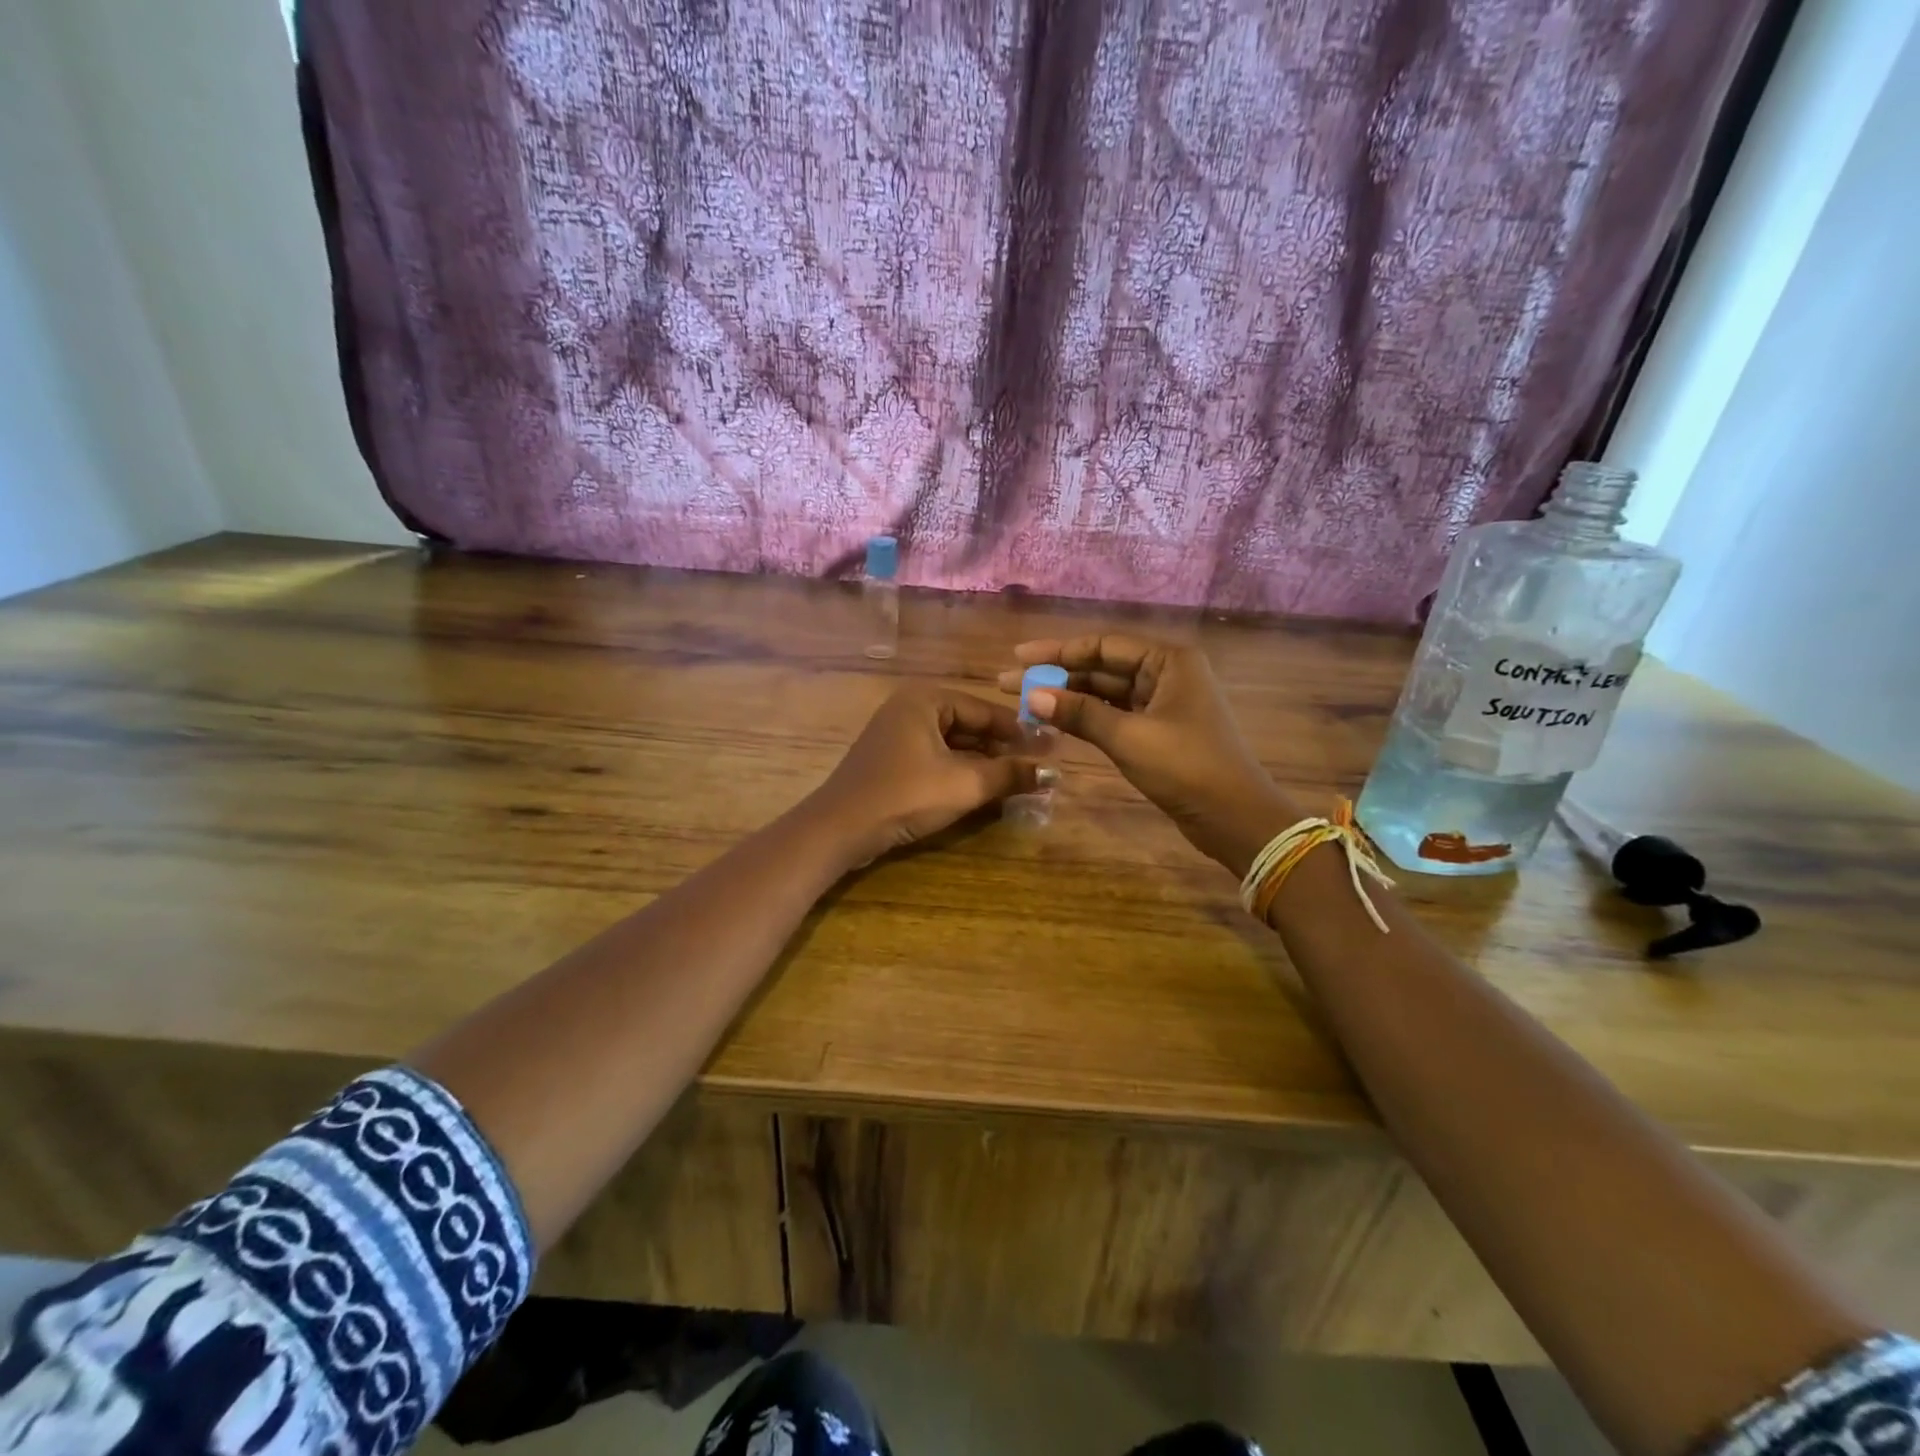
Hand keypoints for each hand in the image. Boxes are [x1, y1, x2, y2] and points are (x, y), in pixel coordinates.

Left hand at [808, 686, 1044, 865]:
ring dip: (983, 761)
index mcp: (926, 699)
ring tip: (1017, 779)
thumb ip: (1010, 775)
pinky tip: (983, 788)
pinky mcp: (891, 760)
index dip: (1020, 731)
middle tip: (1037, 765)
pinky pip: (936, 757)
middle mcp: (910, 708)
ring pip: (953, 743)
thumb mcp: (964, 784)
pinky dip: (960, 770)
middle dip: (1002, 748)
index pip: (985, 710)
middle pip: (969, 724)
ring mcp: (897, 734)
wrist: (840, 828)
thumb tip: (1053, 773)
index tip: (1051, 748)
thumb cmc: (905, 795)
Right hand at [999, 634, 1299, 876]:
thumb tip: (1032, 695)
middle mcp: (1167, 673)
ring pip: (1107, 693)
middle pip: (1102, 667)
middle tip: (1009, 684)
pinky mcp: (1160, 730)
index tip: (1017, 657)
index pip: (1103, 646)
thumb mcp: (1129, 737)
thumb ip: (1080, 713)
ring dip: (1069, 697)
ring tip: (1026, 703)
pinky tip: (1057, 721)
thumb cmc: (1186, 767)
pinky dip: (1088, 717)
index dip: (1057, 651)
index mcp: (1168, 661)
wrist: (1234, 817)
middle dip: (1057, 675)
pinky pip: (1116, 714)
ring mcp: (1164, 703)